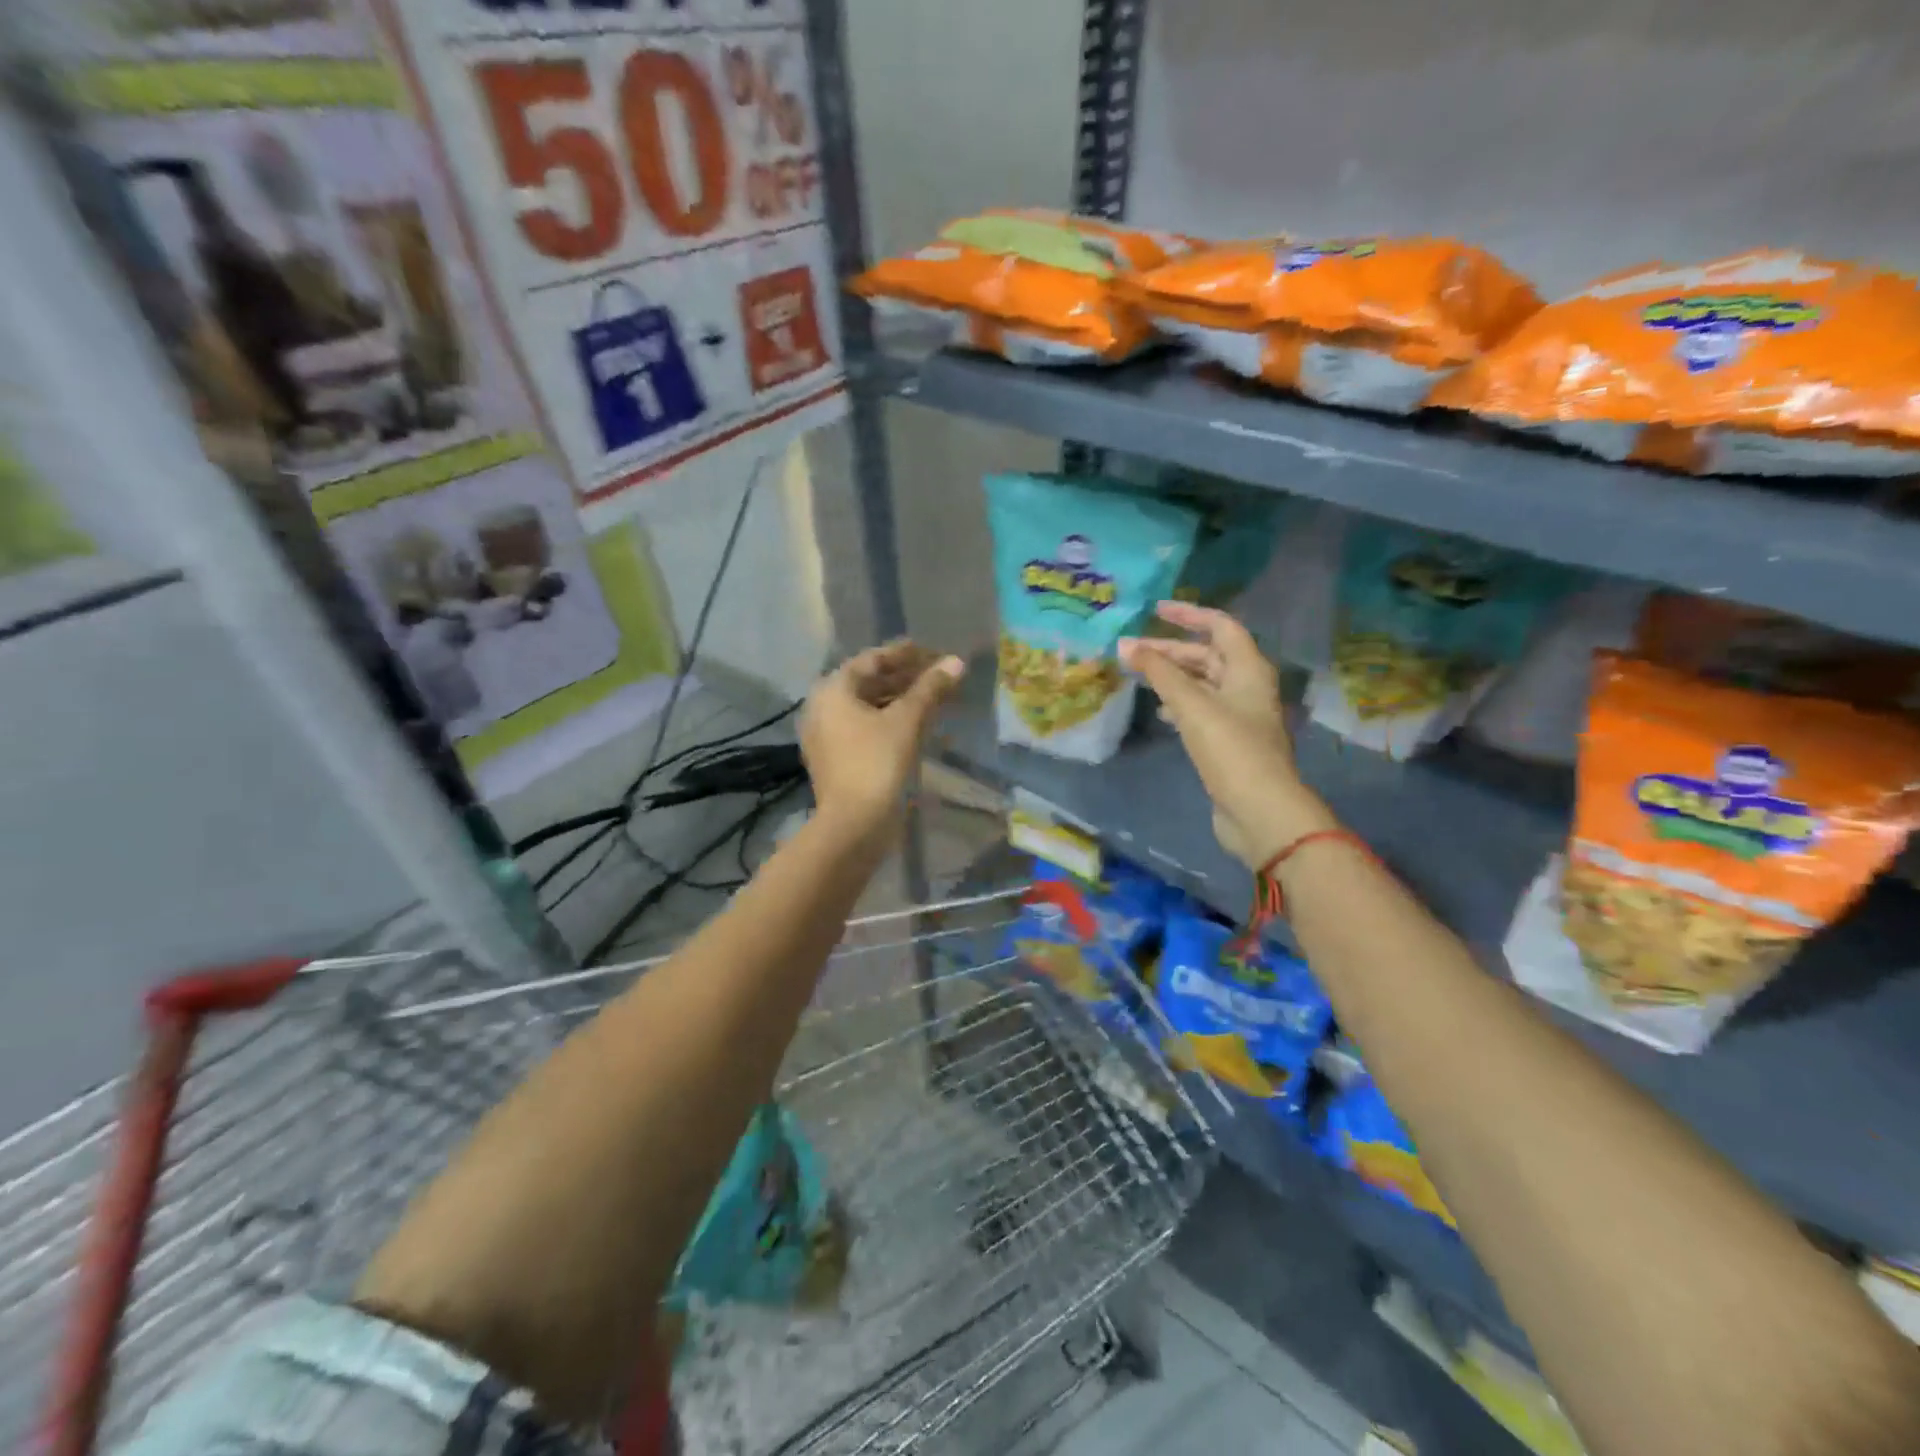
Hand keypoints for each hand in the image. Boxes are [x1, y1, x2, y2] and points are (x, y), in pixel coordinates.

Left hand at [801, 641, 964, 844]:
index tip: (930, 651)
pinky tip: (917, 726)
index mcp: (833, 691)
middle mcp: (823, 708)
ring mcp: (827, 736)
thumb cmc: (877, 763)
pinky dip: (890, 722)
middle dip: (904, 678)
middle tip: (937, 675)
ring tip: (933, 699)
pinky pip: (866, 729)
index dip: (903, 654)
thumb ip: (930, 688)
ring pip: (868, 708)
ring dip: (899, 701)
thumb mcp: (907, 720)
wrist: (854, 825)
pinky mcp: (837, 760)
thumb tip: (956, 662)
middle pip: (868, 683)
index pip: (871, 660)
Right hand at [1120, 601, 1334, 868]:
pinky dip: (1180, 704)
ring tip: (1140, 677)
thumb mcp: (1192, 705)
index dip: (1189, 615)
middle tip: (1133, 650)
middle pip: (1208, 656)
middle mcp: (1248, 686)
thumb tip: (1126, 645)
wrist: (1259, 810)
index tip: (1155, 610)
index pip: (1220, 626)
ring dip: (1173, 677)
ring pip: (1202, 684)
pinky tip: (1161, 712)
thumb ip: (1159, 673)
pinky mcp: (1229, 742)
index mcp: (1249, 669)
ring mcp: (1240, 716)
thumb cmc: (1230, 748)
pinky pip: (1202, 710)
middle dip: (1171, 650)